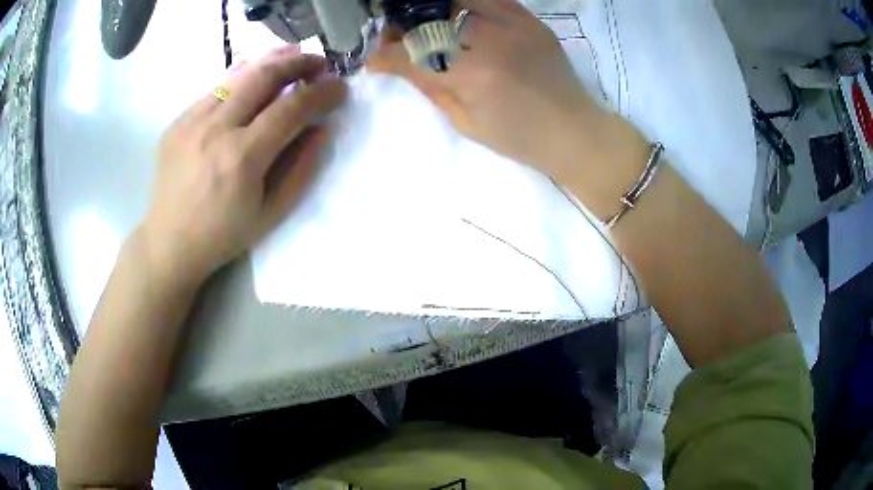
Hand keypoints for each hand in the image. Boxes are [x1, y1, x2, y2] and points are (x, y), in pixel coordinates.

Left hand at [142, 46, 345, 281]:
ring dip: (271, 61)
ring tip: (293, 56)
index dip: (322, 92)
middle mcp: (215, 130)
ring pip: (238, 74)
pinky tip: (254, 76)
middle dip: (299, 63)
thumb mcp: (271, 213)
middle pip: (264, 76)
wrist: (169, 242)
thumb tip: (321, 128)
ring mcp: (192, 121)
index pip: (291, 107)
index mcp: (242, 158)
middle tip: (320, 64)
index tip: (340, 87)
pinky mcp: (178, 120)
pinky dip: (241, 76)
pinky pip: (215, 88)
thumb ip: (301, 169)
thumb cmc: (222, 235)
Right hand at [369, 0, 608, 169]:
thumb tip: (400, 65)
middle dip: (403, 28)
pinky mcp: (528, 19)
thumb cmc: (519, 137)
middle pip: (428, 21)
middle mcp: (488, 41)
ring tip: (426, 24)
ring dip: (430, 11)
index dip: (385, 56)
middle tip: (398, 38)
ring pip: (454, 2)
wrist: (573, 130)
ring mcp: (512, 24)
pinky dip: (465, 3)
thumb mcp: (466, 122)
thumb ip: (431, 88)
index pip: (411, 55)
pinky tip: (457, 15)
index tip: (375, 60)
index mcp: (470, 76)